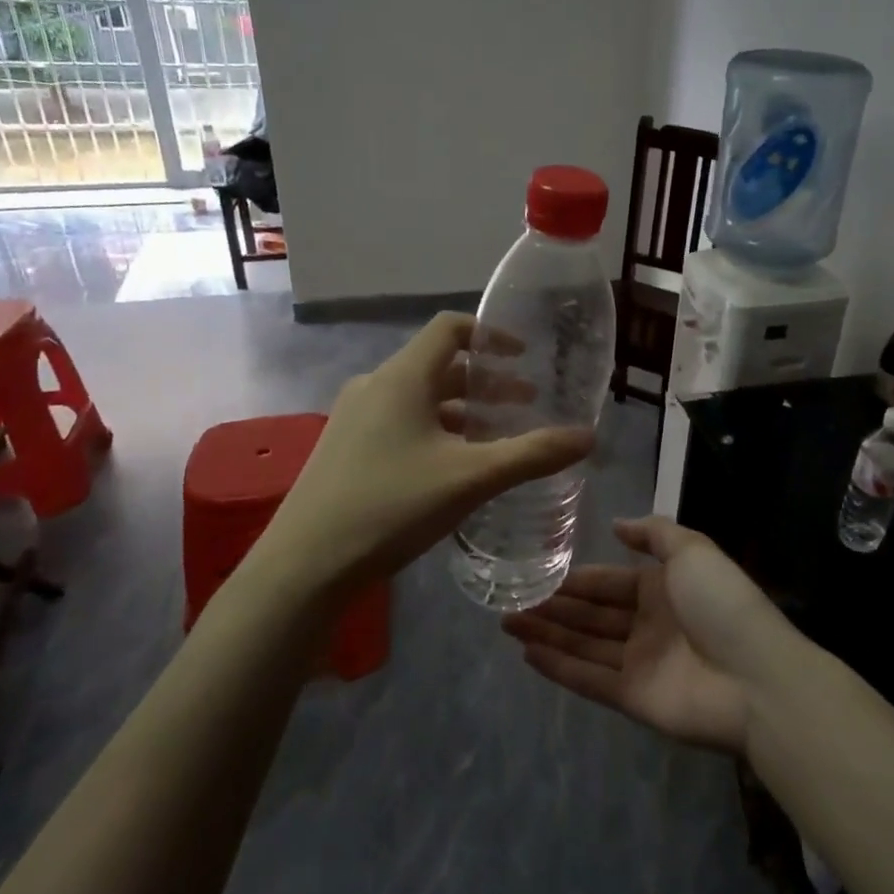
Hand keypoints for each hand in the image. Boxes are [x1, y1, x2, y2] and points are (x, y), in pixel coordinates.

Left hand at [253, 313, 594, 600]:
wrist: (305, 565)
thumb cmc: (392, 505)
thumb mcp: (472, 478)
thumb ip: (532, 454)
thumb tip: (588, 436)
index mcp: (402, 377)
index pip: (450, 328)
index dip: (491, 335)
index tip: (524, 356)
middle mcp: (375, 387)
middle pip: (439, 367)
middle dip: (486, 383)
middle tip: (526, 403)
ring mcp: (355, 420)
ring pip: (420, 401)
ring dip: (462, 412)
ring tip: (497, 439)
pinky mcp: (346, 451)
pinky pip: (401, 425)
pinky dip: (436, 432)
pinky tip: (454, 470)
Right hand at [502, 516, 790, 753]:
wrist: (756, 676)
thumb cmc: (722, 603)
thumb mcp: (692, 550)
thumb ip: (654, 533)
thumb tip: (617, 525)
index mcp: (661, 589)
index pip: (608, 582)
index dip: (575, 579)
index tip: (537, 573)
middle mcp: (647, 625)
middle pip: (591, 615)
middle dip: (553, 607)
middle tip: (508, 599)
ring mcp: (639, 664)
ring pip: (583, 645)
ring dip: (547, 633)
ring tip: (506, 622)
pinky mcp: (633, 698)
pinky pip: (589, 679)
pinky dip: (558, 667)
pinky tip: (527, 653)